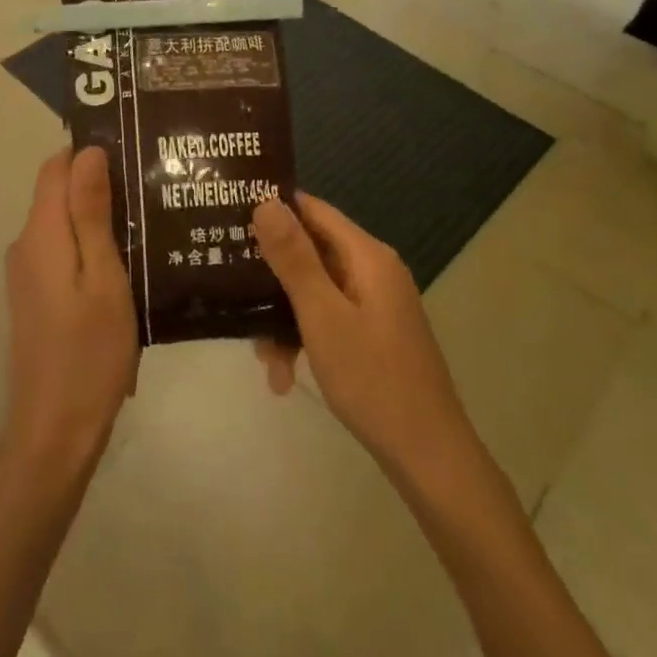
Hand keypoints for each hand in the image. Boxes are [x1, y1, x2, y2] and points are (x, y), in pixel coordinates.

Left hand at [0, 147, 139, 479]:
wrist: (54, 430)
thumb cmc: (89, 352)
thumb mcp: (104, 278)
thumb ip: (92, 213)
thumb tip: (87, 152)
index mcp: (41, 233)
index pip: (56, 166)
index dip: (90, 153)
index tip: (134, 155)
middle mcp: (25, 244)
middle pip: (58, 192)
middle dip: (100, 184)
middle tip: (153, 190)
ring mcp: (26, 272)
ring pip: (62, 222)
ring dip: (98, 216)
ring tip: (149, 221)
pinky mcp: (35, 295)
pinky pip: (61, 250)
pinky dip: (89, 244)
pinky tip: (127, 260)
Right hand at [251, 194, 473, 484]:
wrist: (428, 456)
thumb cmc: (372, 378)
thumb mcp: (322, 315)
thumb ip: (294, 257)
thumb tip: (266, 201)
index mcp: (366, 256)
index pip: (311, 209)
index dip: (272, 208)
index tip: (229, 217)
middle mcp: (372, 270)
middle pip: (309, 251)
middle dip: (270, 276)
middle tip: (229, 291)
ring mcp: (374, 303)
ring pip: (313, 290)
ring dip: (282, 318)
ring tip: (263, 358)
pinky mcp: (372, 332)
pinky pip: (326, 317)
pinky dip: (303, 338)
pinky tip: (284, 376)